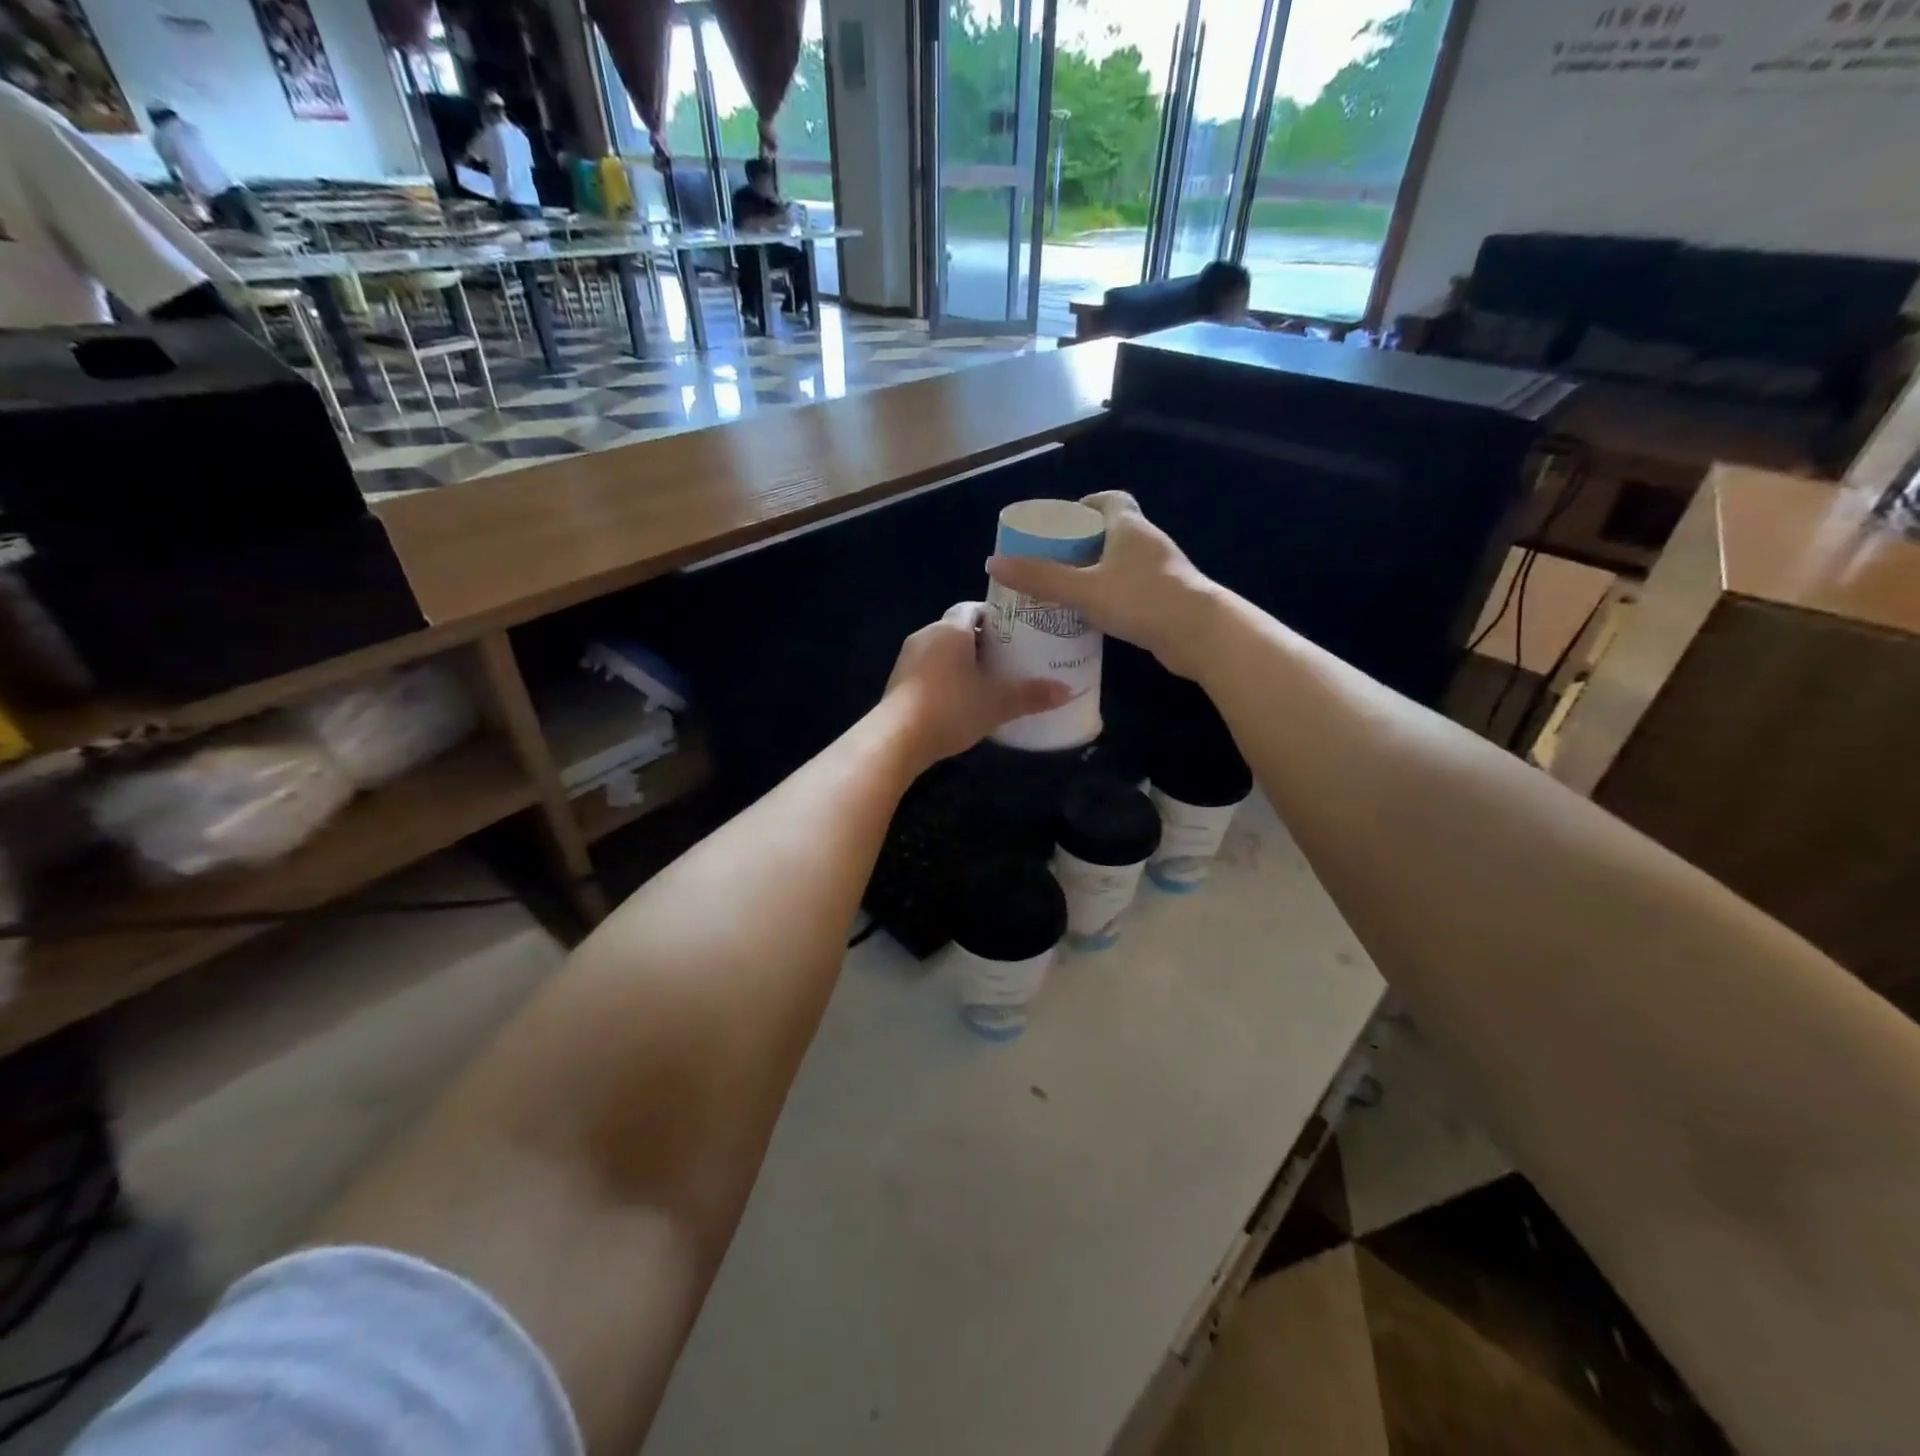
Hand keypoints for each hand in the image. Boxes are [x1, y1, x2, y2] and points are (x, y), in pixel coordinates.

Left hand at [884, 603, 1069, 766]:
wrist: (897, 739)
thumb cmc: (951, 708)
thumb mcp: (997, 704)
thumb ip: (1031, 695)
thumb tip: (1068, 691)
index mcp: (950, 630)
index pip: (973, 608)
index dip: (995, 617)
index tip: (1015, 632)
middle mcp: (926, 635)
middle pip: (958, 630)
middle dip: (982, 642)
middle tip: (1009, 659)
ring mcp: (908, 659)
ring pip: (942, 651)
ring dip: (962, 662)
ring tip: (988, 681)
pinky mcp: (898, 682)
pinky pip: (928, 670)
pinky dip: (945, 678)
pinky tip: (961, 700)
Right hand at [987, 492, 1222, 679]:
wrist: (1200, 634)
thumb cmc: (1141, 599)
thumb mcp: (1083, 589)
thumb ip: (1040, 578)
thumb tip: (994, 563)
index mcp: (1130, 526)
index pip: (1109, 500)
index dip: (1084, 506)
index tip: (1061, 524)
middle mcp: (1147, 542)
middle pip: (1112, 532)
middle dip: (1082, 544)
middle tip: (1052, 563)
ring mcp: (1161, 571)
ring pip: (1121, 563)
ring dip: (1096, 572)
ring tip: (1064, 591)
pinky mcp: (1166, 599)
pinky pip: (1131, 588)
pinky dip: (1111, 595)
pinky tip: (1091, 616)